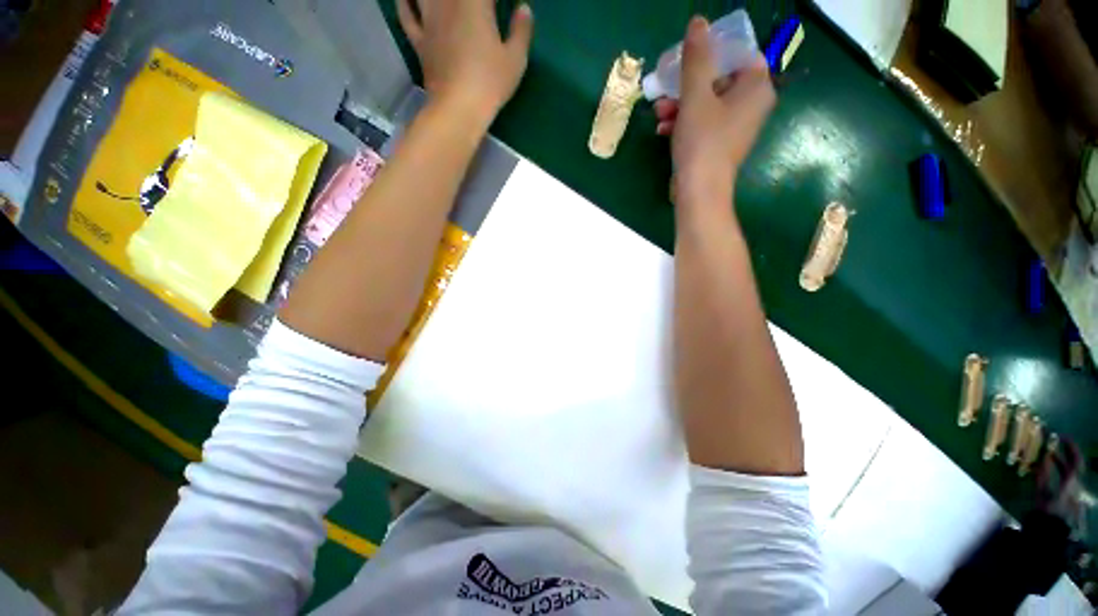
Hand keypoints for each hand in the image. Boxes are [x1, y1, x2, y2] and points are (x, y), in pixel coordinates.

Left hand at [398, 0, 533, 123]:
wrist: (459, 108)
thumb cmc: (490, 82)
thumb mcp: (516, 59)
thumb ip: (521, 31)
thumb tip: (524, 9)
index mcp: (475, 2)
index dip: (494, 0)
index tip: (498, 7)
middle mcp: (448, 2)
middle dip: (471, 0)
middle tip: (477, 7)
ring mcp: (429, 21)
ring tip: (448, 3)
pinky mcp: (419, 41)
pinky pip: (406, 14)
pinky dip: (404, 3)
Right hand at [655, 17, 775, 208]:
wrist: (699, 191)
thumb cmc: (703, 141)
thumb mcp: (696, 95)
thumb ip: (697, 58)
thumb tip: (699, 22)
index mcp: (757, 88)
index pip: (740, 55)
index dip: (713, 54)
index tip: (687, 61)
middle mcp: (752, 105)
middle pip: (719, 81)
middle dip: (687, 86)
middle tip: (665, 90)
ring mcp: (736, 127)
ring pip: (707, 104)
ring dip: (680, 106)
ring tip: (658, 114)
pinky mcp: (720, 145)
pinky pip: (704, 124)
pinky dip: (684, 123)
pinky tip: (663, 130)